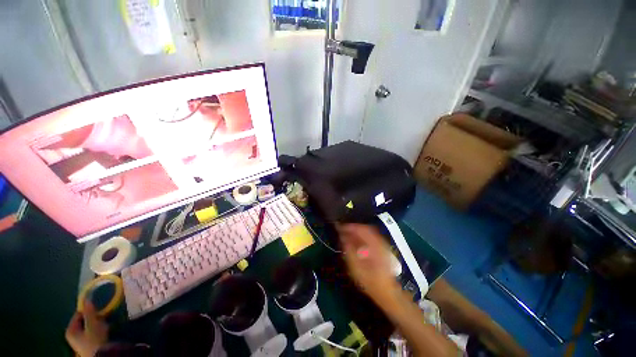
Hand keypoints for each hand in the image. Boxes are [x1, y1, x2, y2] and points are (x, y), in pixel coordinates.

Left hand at [65, 301, 108, 356]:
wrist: (100, 356)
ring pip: (89, 327)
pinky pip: (91, 333)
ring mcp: (79, 341)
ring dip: (97, 325)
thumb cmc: (94, 339)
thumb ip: (89, 311)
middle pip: (84, 321)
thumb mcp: (92, 324)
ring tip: (105, 327)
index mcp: (70, 330)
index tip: (99, 312)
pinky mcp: (86, 344)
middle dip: (94, 319)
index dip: (89, 311)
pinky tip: (104, 333)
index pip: (79, 314)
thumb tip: (86, 298)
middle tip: (103, 320)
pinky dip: (98, 331)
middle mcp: (72, 335)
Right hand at [338, 224, 400, 302]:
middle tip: (343, 230)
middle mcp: (379, 242)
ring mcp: (382, 245)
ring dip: (357, 231)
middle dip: (353, 227)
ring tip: (348, 234)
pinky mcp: (383, 249)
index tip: (340, 227)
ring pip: (369, 232)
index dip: (350, 227)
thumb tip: (343, 238)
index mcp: (374, 246)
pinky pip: (371, 237)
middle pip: (365, 228)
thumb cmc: (370, 282)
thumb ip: (349, 251)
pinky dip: (362, 236)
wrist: (387, 292)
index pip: (361, 230)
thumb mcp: (356, 269)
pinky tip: (356, 241)